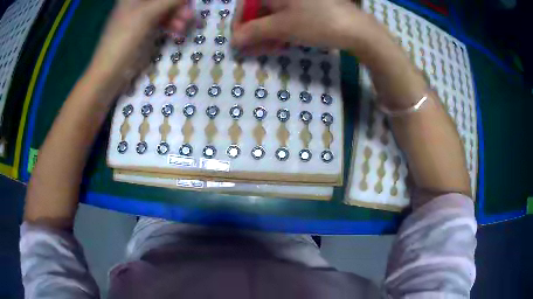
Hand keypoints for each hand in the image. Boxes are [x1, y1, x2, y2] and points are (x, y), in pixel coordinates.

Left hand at [87, 0, 193, 92]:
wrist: (111, 72)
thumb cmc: (125, 38)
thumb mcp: (148, 14)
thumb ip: (172, 0)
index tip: (187, 3)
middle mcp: (139, 3)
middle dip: (179, 6)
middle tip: (189, 16)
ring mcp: (143, 16)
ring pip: (167, 9)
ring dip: (179, 16)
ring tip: (184, 27)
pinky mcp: (147, 29)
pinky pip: (165, 21)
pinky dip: (173, 25)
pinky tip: (179, 33)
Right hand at [231, 0, 373, 52]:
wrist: (357, 29)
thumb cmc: (317, 22)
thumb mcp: (281, 27)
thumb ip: (254, 32)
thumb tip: (234, 40)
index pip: (246, 4)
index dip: (239, 23)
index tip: (238, 42)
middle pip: (260, 11)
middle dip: (254, 32)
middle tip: (252, 51)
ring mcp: (298, 1)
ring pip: (274, 16)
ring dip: (267, 34)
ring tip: (266, 51)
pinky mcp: (309, 8)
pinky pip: (288, 17)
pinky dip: (281, 31)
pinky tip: (281, 43)